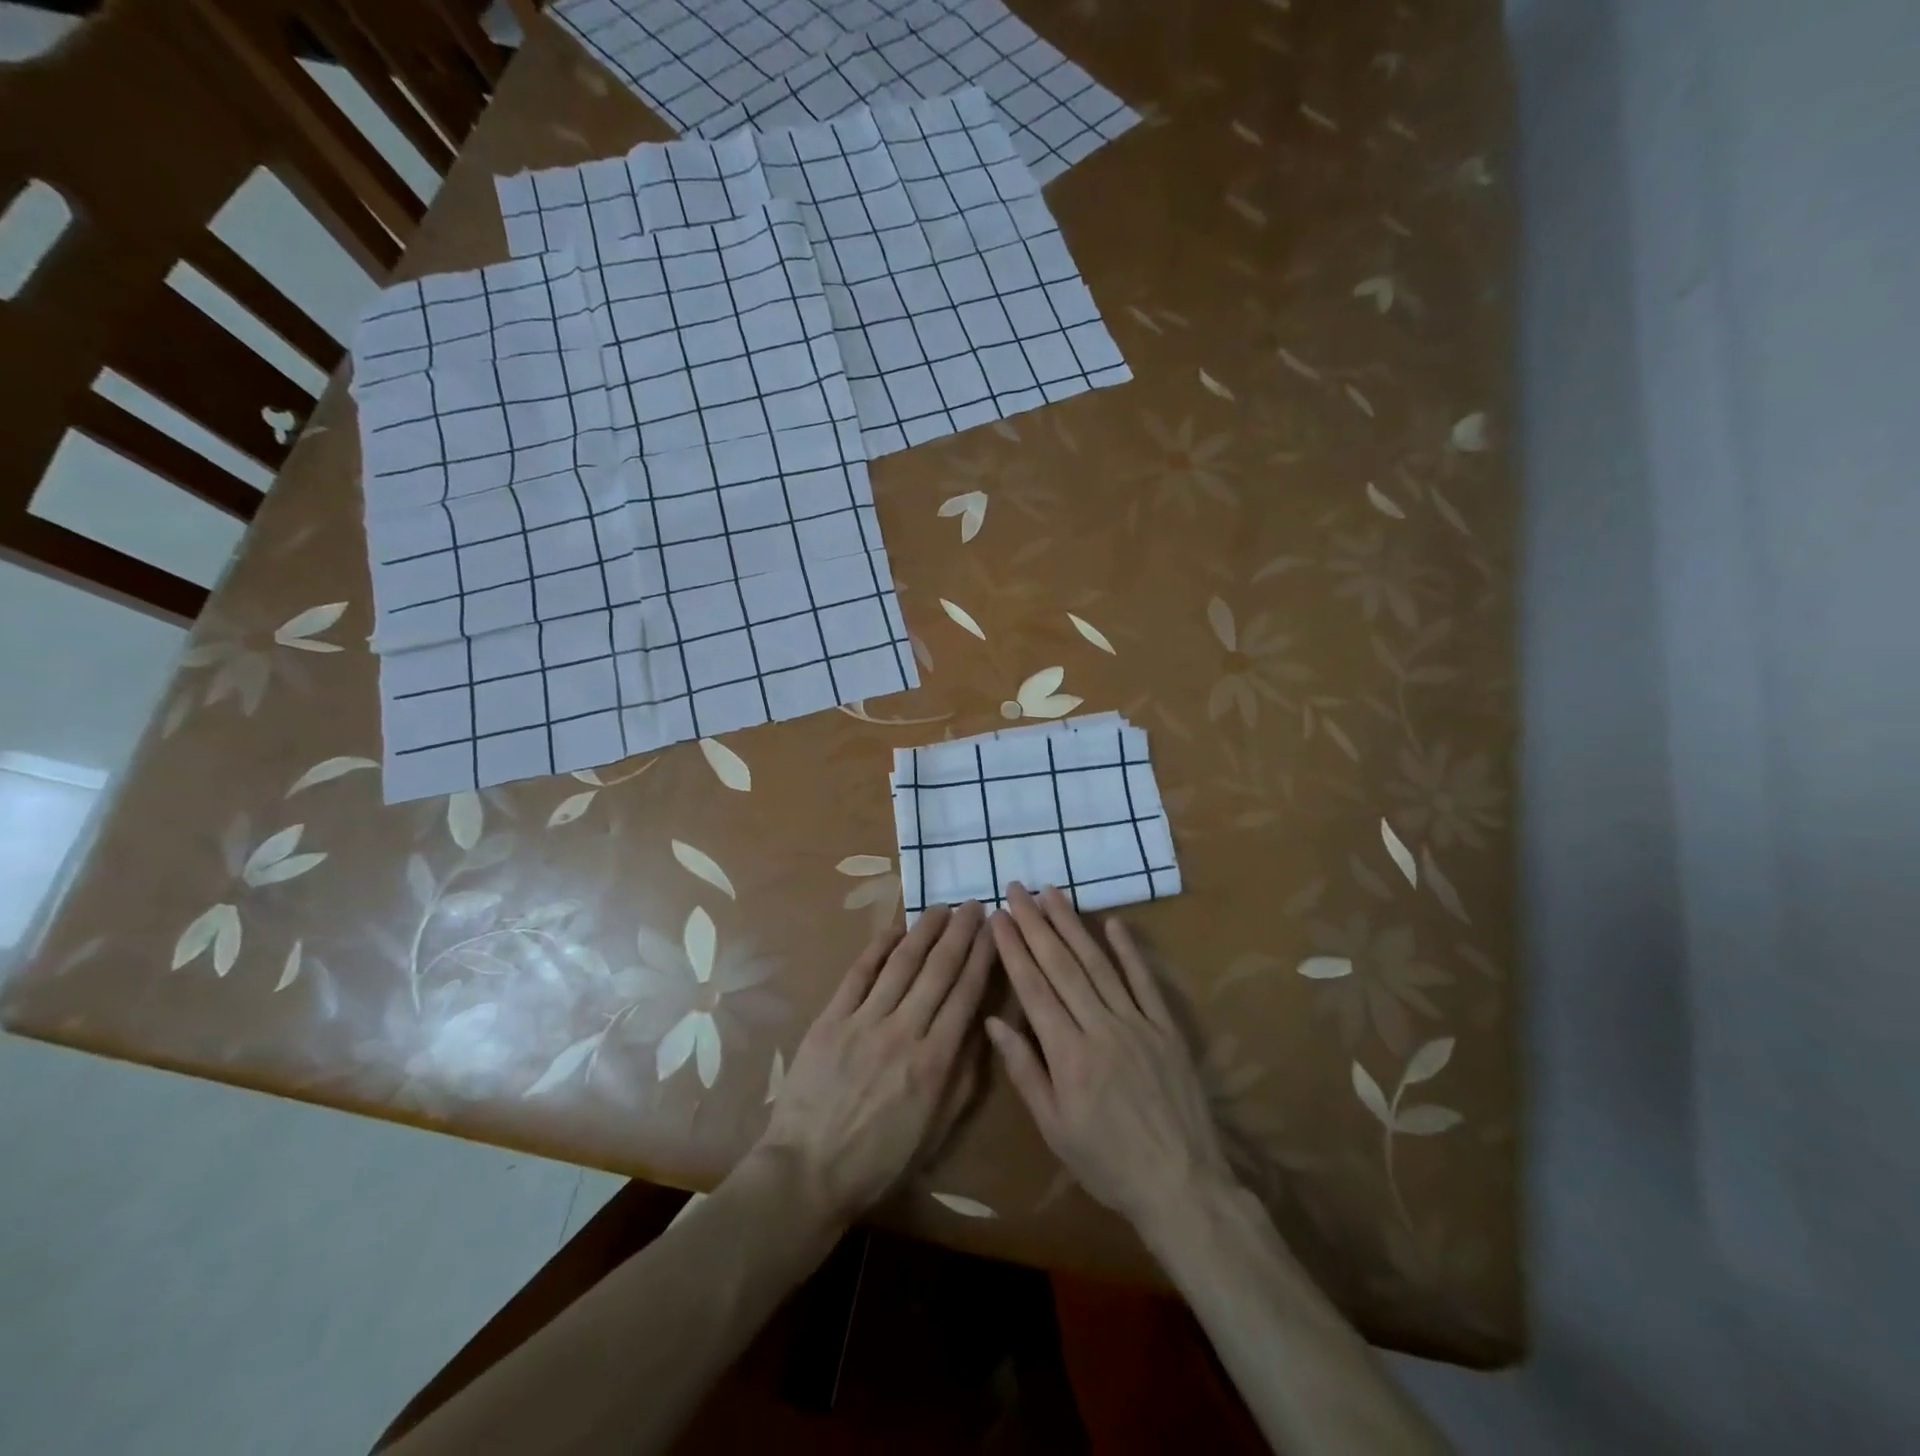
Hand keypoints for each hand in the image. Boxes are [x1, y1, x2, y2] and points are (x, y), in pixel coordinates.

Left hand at [755, 902, 993, 1222]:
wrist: (808, 1171)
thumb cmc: (879, 1159)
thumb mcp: (937, 1130)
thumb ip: (963, 1077)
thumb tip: (981, 1026)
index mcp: (934, 1062)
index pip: (966, 994)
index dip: (982, 957)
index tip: (993, 931)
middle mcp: (904, 1032)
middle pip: (938, 970)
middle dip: (960, 933)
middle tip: (973, 906)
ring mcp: (864, 1021)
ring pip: (902, 963)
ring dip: (925, 931)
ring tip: (941, 908)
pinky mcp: (831, 1019)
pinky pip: (859, 973)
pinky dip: (879, 947)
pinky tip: (895, 928)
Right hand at [987, 884, 1235, 1241]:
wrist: (1181, 1184)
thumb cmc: (1107, 1162)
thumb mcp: (1054, 1127)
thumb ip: (1025, 1070)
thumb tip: (995, 1021)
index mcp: (1068, 1054)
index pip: (1034, 988)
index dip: (1013, 949)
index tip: (998, 917)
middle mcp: (1100, 1027)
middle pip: (1062, 965)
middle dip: (1035, 923)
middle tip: (1017, 889)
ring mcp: (1137, 1023)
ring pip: (1098, 963)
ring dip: (1073, 925)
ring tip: (1052, 893)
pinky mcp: (1165, 1027)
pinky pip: (1145, 981)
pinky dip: (1128, 950)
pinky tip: (1112, 922)